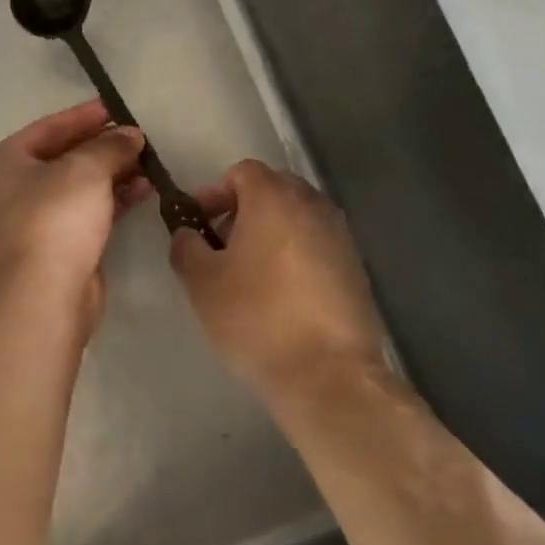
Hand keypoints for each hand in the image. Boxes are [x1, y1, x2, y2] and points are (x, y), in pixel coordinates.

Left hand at [0, 100, 151, 327]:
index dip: (84, 116)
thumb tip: (130, 135)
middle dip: (103, 146)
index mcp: (5, 162)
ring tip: (149, 163)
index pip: (49, 127)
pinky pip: (90, 211)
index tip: (118, 108)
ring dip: (114, 173)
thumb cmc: (54, 218)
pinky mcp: (60, 245)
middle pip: (64, 156)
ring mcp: (36, 219)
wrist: (44, 294)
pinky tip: (144, 190)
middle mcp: (15, 188)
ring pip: (80, 186)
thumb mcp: (85, 169)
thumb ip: (110, 145)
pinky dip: (114, 198)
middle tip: (139, 137)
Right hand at [170, 160, 387, 401]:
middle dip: (244, 209)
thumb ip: (187, 247)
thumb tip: (188, 233)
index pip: (243, 172)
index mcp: (274, 198)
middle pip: (274, 189)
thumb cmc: (256, 318)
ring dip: (272, 231)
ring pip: (298, 216)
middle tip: (222, 245)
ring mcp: (340, 235)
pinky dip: (297, 253)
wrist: (329, 373)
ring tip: (251, 272)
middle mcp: (312, 205)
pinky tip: (283, 293)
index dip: (215, 192)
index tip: (199, 223)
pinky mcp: (357, 266)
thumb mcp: (202, 283)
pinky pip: (318, 243)